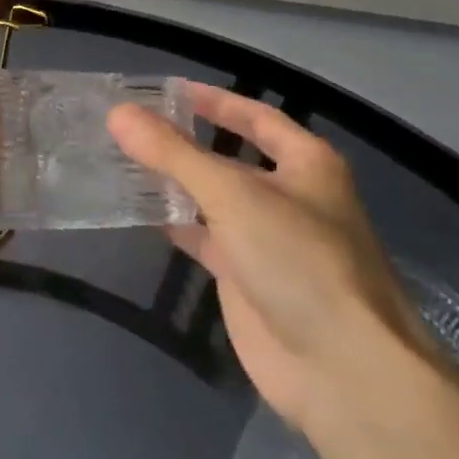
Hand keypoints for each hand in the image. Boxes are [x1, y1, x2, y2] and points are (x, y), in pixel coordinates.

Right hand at [108, 83, 426, 432]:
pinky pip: (203, 237)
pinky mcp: (246, 277)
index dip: (213, 101)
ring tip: (120, 161)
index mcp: (306, 164)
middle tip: (128, 127)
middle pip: (229, 157)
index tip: (165, 90)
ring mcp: (267, 239)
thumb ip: (173, 153)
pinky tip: (139, 211)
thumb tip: (118, 113)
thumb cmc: (298, 261)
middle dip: (184, 142)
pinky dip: (175, 223)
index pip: (255, 116)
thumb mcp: (233, 195)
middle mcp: (288, 196)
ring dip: (173, 183)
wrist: (341, 368)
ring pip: (212, 199)